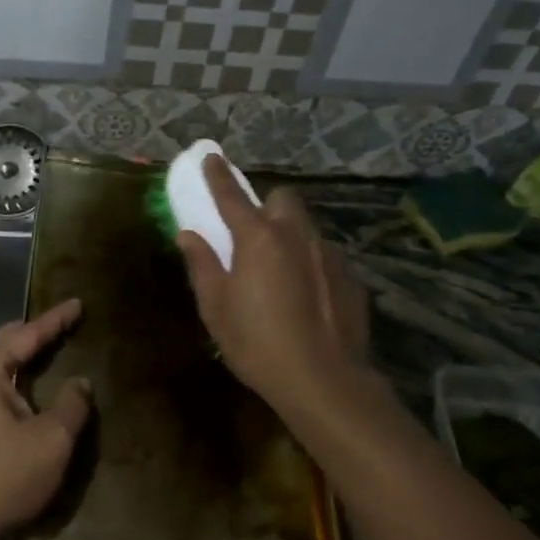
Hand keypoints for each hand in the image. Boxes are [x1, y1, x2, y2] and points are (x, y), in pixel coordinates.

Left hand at [0, 299, 91, 539]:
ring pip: (2, 363)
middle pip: (8, 342)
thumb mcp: (51, 439)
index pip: (26, 334)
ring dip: (28, 354)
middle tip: (69, 322)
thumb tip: (80, 382)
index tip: (78, 303)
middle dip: (38, 331)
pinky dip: (22, 376)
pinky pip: (0, 385)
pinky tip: (40, 382)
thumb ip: (72, 404)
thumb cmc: (4, 477)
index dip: (56, 320)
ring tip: (57, 344)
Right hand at [177, 158, 370, 418]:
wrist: (324, 381)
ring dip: (290, 235)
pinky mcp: (351, 279)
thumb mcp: (216, 308)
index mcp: (258, 238)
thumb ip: (202, 265)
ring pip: (307, 228)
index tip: (211, 157)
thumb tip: (189, 235)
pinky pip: (325, 258)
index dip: (218, 175)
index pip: (232, 195)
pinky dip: (311, 265)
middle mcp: (297, 236)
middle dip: (267, 205)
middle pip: (283, 200)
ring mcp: (329, 255)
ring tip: (280, 270)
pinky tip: (306, 297)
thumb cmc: (257, 343)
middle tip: (252, 231)